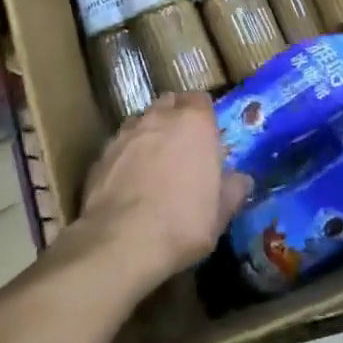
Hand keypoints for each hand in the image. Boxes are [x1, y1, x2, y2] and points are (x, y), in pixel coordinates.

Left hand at [75, 94, 250, 292]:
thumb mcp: (220, 213)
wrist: (121, 242)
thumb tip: (241, 180)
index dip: (204, 115)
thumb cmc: (183, 222)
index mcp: (195, 123)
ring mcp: (125, 134)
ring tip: (153, 163)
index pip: (201, 100)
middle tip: (182, 146)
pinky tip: (129, 182)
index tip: (207, 136)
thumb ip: (232, 190)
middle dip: (175, 117)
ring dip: (149, 134)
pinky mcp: (100, 155)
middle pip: (169, 104)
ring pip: (141, 122)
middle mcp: (159, 118)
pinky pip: (119, 146)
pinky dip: (126, 156)